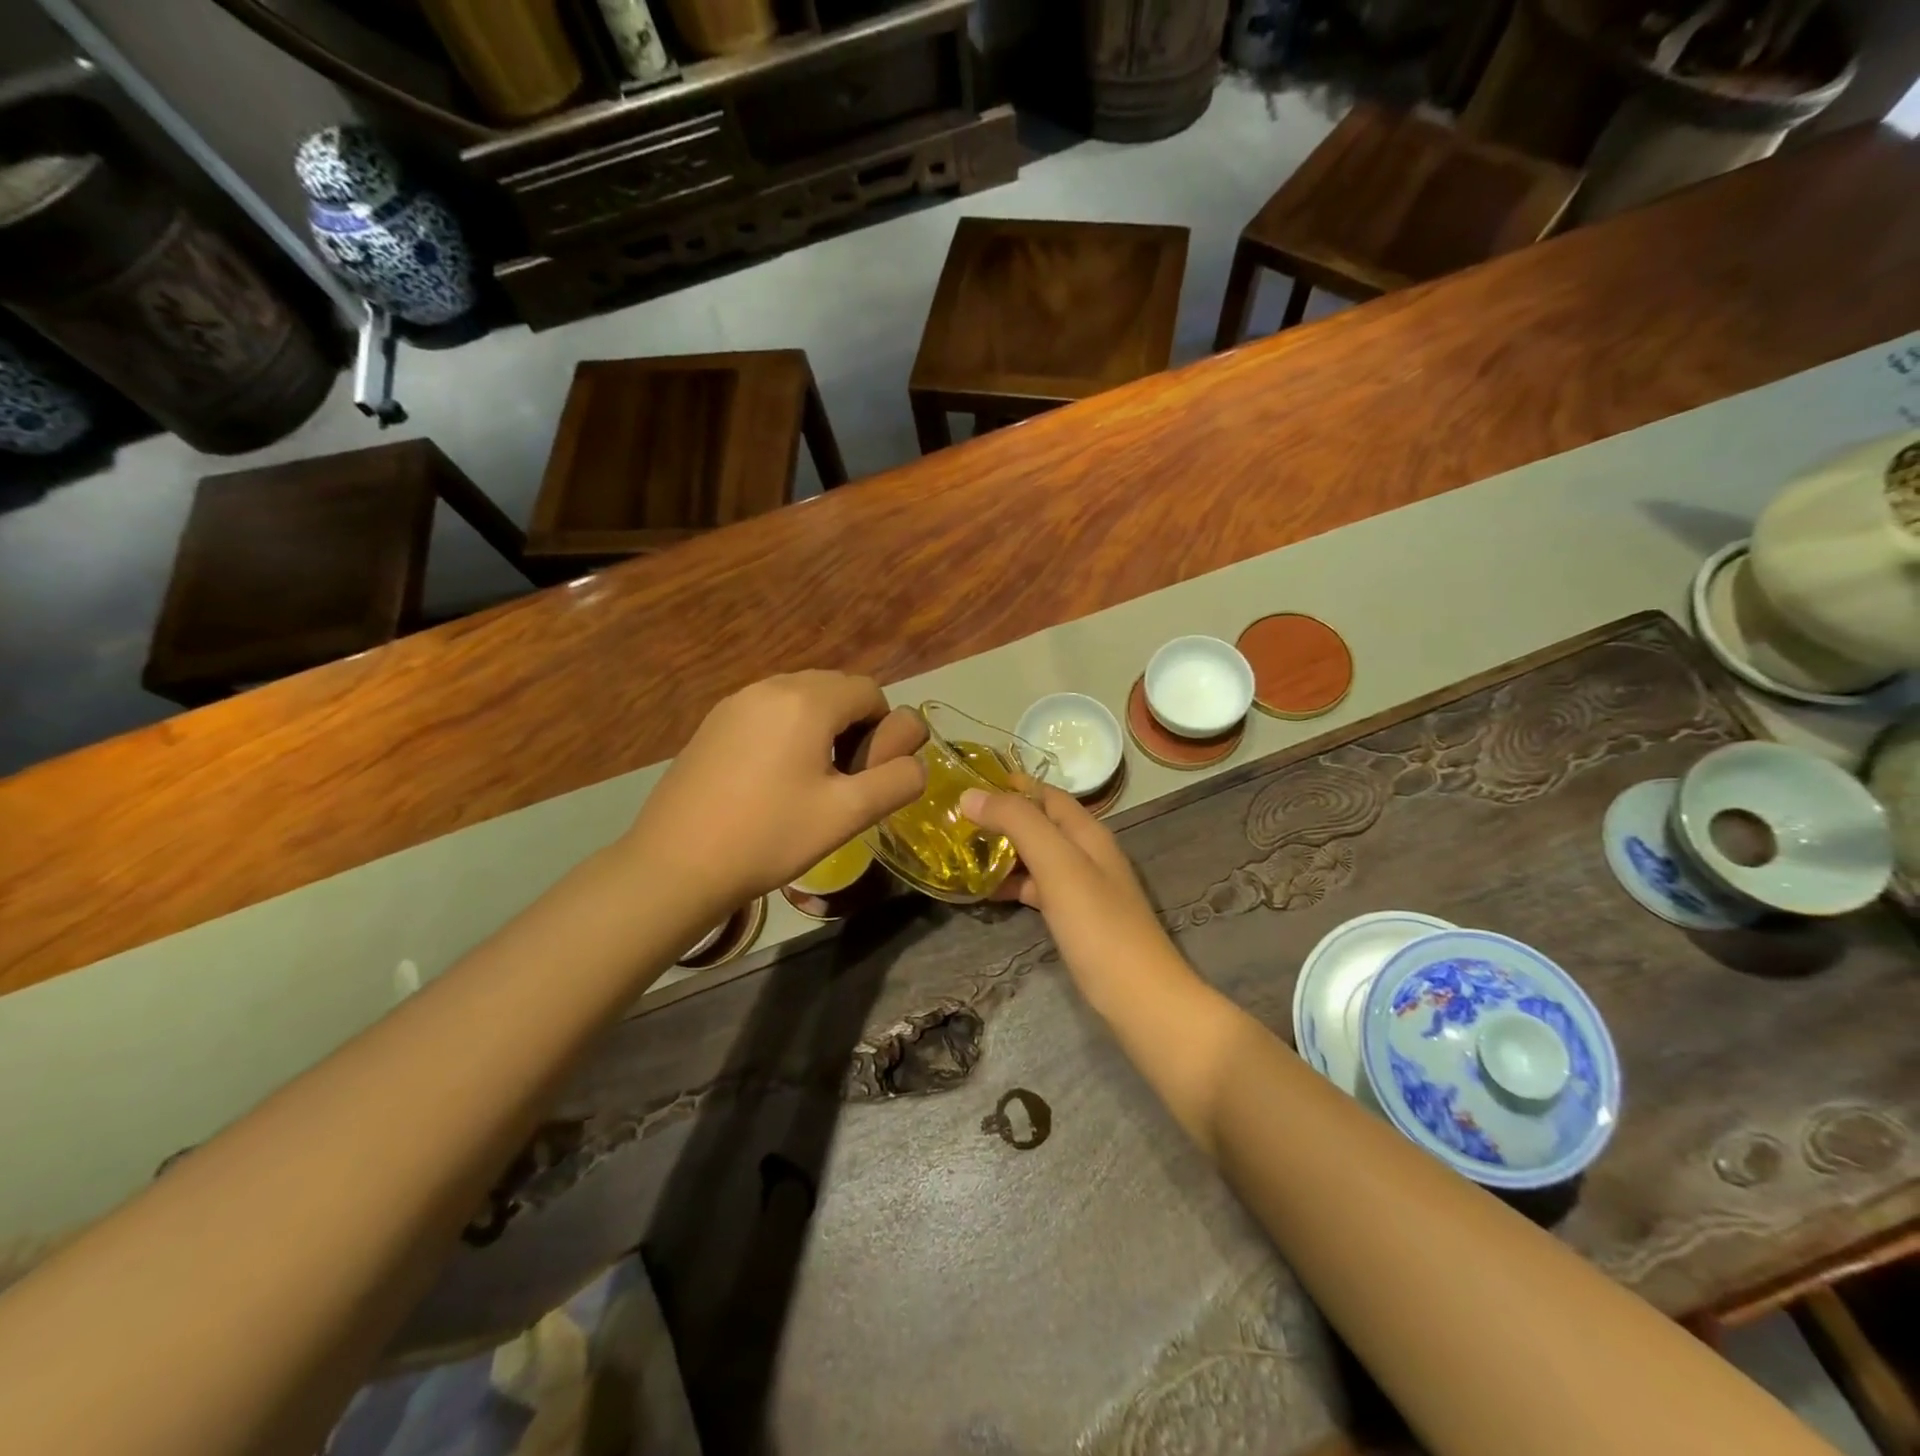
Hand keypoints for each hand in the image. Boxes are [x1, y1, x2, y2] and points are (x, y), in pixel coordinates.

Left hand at [630, 672, 926, 904]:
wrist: (676, 864)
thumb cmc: (769, 836)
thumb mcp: (848, 814)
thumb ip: (898, 781)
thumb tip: (915, 763)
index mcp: (807, 701)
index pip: (869, 691)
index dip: (883, 730)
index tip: (867, 775)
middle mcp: (771, 686)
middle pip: (835, 688)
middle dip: (853, 725)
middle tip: (842, 779)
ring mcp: (736, 702)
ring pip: (800, 698)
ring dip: (820, 727)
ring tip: (808, 781)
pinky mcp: (713, 722)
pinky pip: (768, 711)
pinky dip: (786, 731)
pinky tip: (771, 779)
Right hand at [959, 785, 1188, 1014]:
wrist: (1139, 997)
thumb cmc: (1098, 925)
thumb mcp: (1057, 864)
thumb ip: (1017, 823)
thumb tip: (970, 794)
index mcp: (1087, 833)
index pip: (1046, 794)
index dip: (1011, 784)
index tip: (967, 782)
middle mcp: (1087, 853)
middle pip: (1040, 824)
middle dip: (1001, 818)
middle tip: (955, 821)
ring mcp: (1083, 888)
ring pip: (1037, 857)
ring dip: (1004, 852)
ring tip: (962, 853)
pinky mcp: (1077, 918)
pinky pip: (1039, 889)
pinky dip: (1013, 884)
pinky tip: (987, 893)